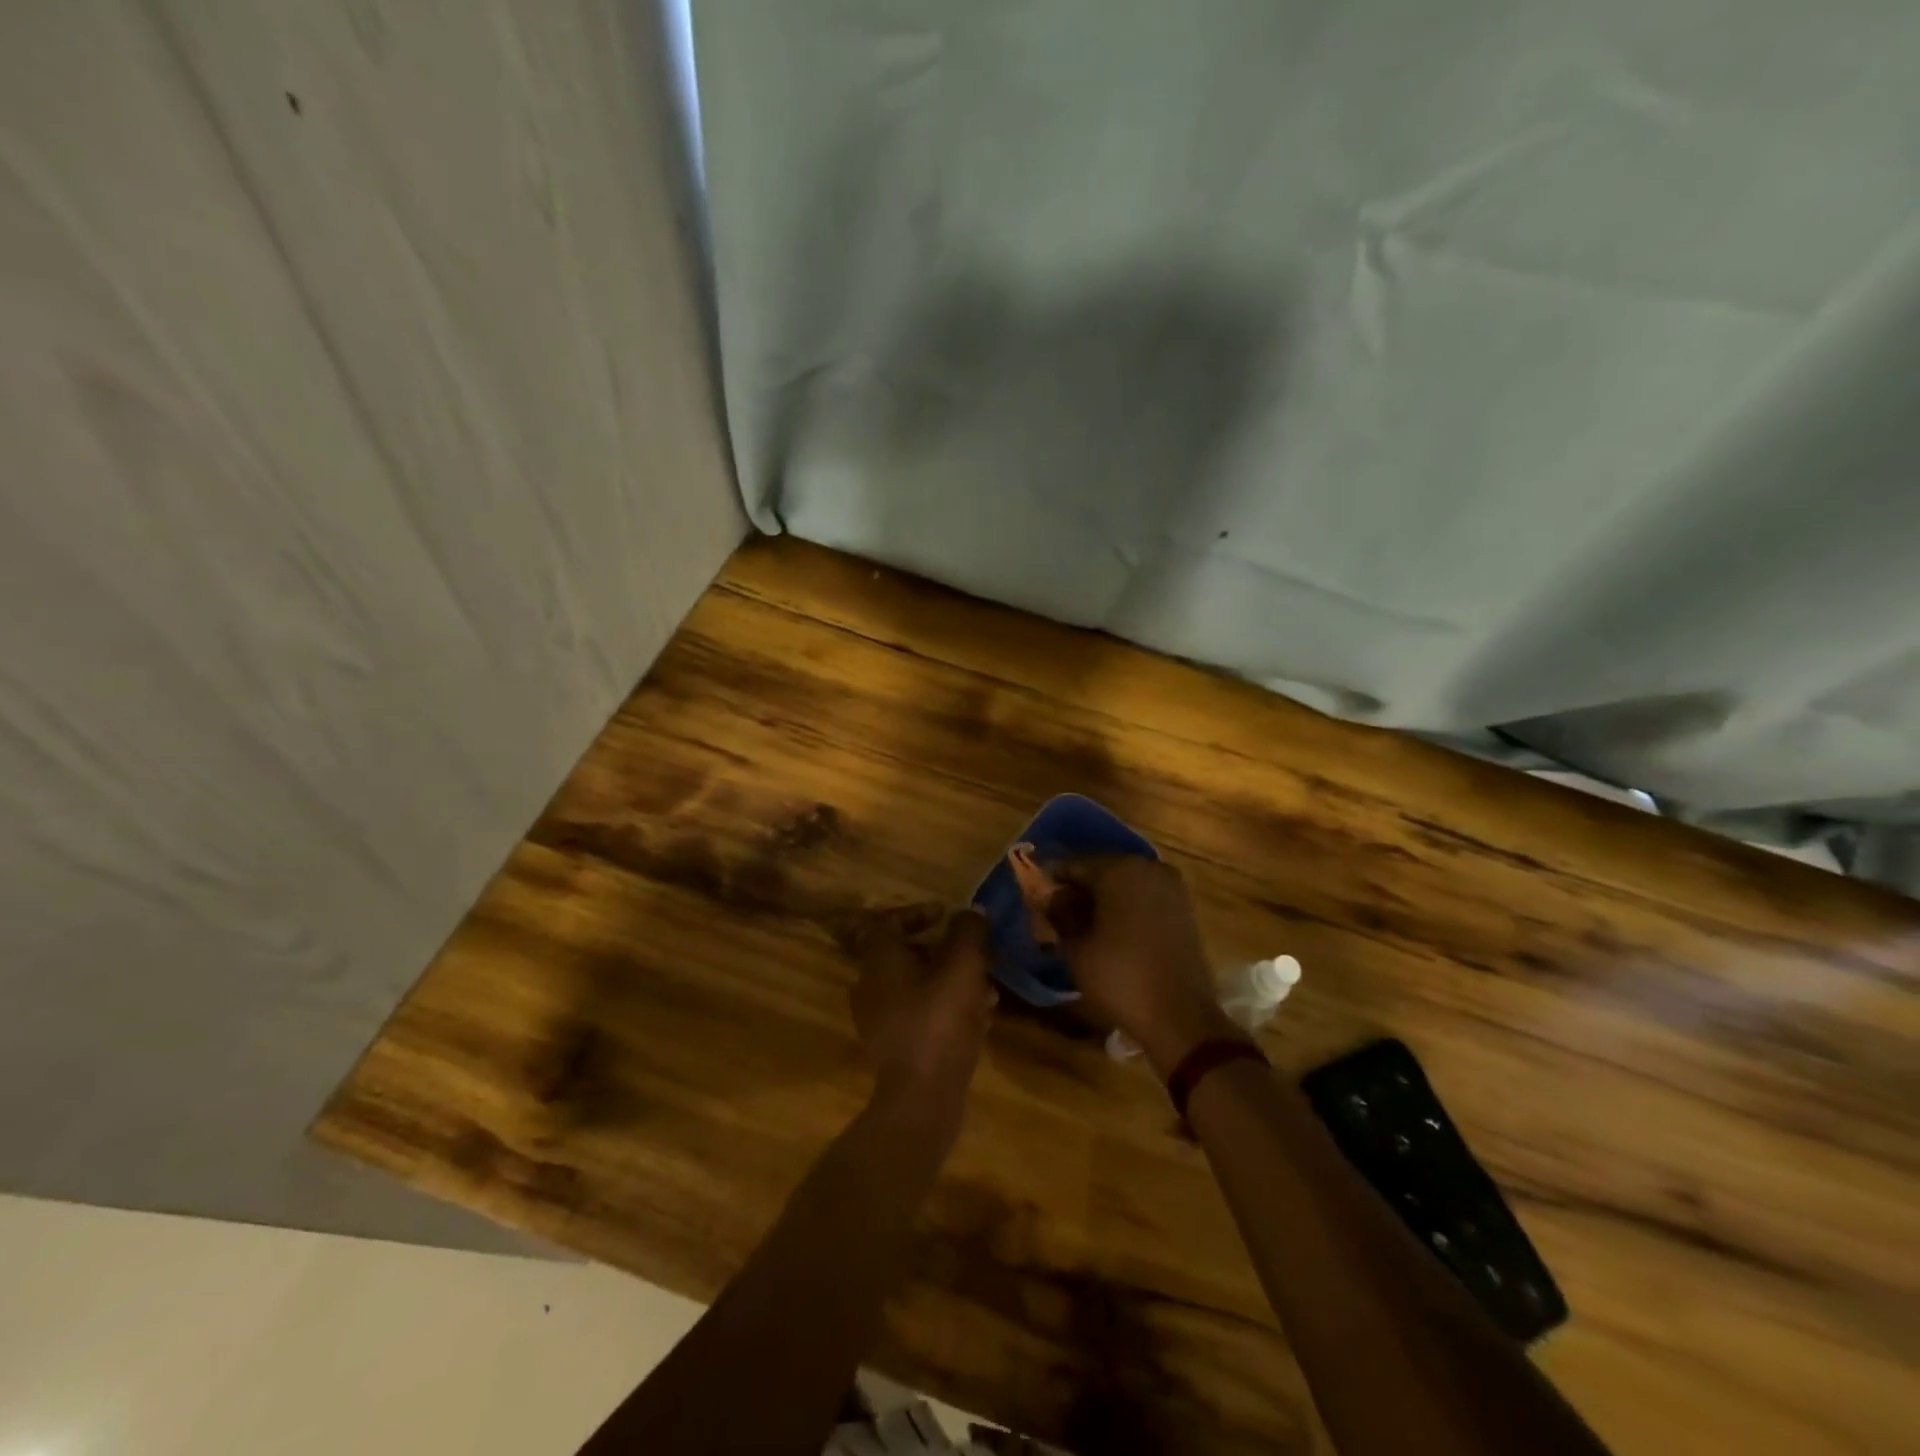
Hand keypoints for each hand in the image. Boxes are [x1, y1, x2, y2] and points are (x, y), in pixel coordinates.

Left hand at [849, 905, 995, 1121]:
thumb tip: (971, 913)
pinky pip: (920, 1013)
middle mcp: (870, 986)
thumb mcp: (963, 966)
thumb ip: (969, 932)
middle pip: (907, 954)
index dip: (918, 912)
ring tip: (987, 990)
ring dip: (951, 981)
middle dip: (946, 951)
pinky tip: (978, 1020)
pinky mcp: (893, 1047)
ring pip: (918, 985)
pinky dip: (946, 1008)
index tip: (946, 915)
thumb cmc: (939, 1021)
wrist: (922, 1099)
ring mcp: (878, 1020)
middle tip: (976, 955)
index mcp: (879, 961)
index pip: (889, 921)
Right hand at [1047, 857, 1236, 1075]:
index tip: (1035, 899)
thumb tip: (1050, 895)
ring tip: (1082, 926)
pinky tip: (1111, 931)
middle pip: (1100, 870)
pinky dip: (1125, 908)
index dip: (1051, 881)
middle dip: (1078, 890)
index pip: (1073, 865)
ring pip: (1123, 883)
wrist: (1180, 1016)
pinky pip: (1144, 897)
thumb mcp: (1076, 947)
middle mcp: (1147, 866)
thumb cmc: (1120, 977)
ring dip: (1102, 899)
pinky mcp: (1183, 907)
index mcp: (1118, 869)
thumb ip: (1059, 912)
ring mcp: (1170, 886)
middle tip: (1056, 914)